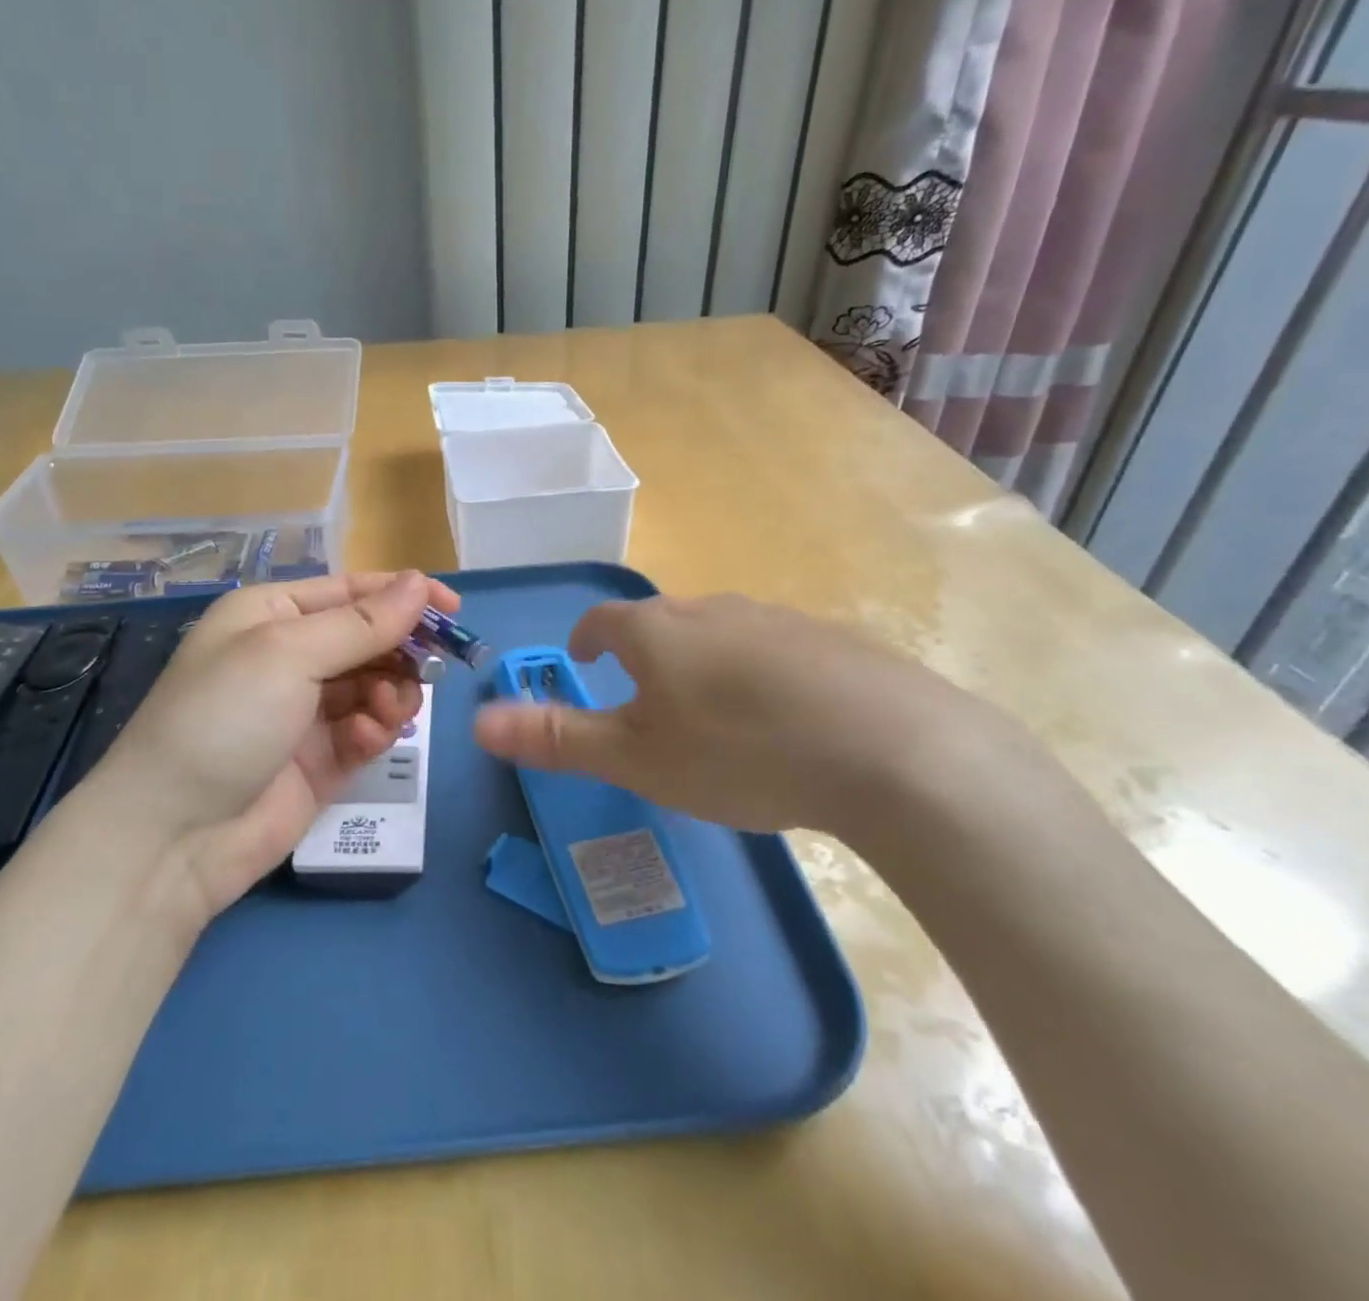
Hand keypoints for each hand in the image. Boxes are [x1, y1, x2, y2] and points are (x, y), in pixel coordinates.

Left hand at [92, 570, 458, 925]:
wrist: (174, 836)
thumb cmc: (225, 717)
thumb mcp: (289, 654)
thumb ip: (362, 623)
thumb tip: (417, 582)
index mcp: (272, 615)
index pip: (352, 592)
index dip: (404, 595)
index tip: (454, 611)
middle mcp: (291, 657)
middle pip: (369, 639)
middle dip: (401, 652)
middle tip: (430, 670)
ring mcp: (307, 711)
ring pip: (376, 685)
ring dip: (392, 692)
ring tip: (388, 710)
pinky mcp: (322, 760)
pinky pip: (367, 730)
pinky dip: (376, 730)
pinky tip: (369, 738)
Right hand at [473, 593, 1023, 840]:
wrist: (890, 751)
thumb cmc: (737, 752)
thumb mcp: (635, 758)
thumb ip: (556, 739)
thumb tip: (478, 722)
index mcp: (656, 630)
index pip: (602, 621)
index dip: (585, 640)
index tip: (585, 662)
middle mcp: (711, 609)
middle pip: (660, 624)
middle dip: (642, 655)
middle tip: (645, 702)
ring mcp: (775, 619)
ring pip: (717, 635)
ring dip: (699, 664)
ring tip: (710, 717)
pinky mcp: (830, 641)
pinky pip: (772, 651)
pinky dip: (755, 675)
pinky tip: (780, 722)